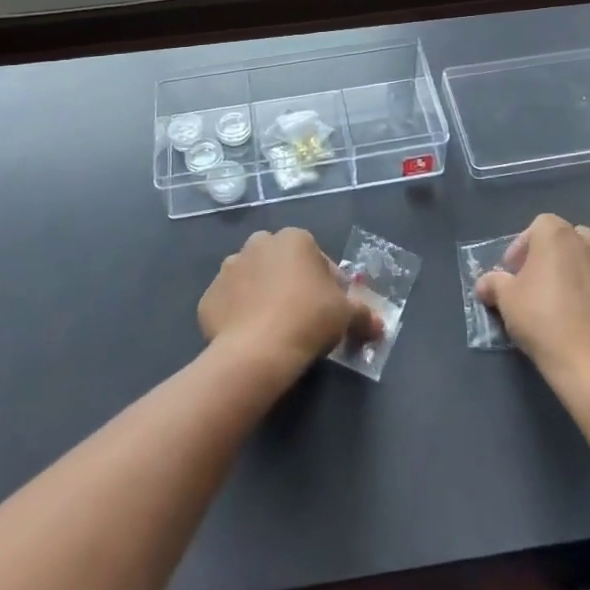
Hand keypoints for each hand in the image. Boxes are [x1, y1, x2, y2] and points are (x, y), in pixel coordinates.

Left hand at [199, 228, 379, 374]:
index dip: (325, 282)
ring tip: (272, 327)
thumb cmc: (308, 320)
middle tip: (300, 315)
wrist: (257, 350)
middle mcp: (258, 244)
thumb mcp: (346, 316)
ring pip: (251, 279)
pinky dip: (237, 315)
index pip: (315, 256)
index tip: (328, 308)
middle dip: (288, 282)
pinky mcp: (209, 296)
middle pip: (280, 262)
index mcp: (294, 239)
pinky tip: (249, 337)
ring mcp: (229, 268)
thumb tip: (381, 326)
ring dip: (260, 295)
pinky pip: (229, 303)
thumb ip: (364, 315)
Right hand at [476, 214, 589, 373]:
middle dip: (553, 256)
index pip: (539, 225)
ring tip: (565, 304)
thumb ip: (494, 284)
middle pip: (569, 239)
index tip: (514, 272)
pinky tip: (588, 323)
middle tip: (539, 283)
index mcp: (558, 236)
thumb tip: (485, 284)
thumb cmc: (543, 319)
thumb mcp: (506, 300)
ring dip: (578, 275)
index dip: (523, 246)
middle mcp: (589, 245)